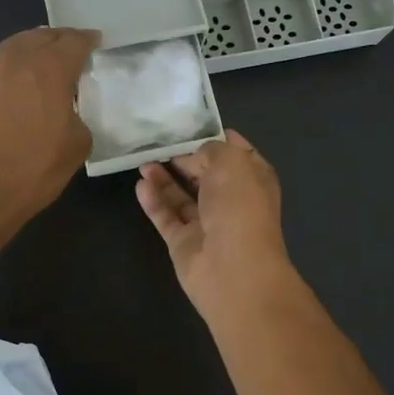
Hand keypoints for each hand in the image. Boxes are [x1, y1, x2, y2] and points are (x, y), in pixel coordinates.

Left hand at [0, 27, 99, 231]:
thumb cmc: (33, 168)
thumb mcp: (77, 146)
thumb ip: (78, 118)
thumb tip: (67, 115)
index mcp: (50, 69)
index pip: (74, 42)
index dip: (87, 40)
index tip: (95, 42)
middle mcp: (15, 61)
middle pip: (39, 36)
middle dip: (57, 39)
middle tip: (68, 49)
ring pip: (11, 50)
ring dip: (28, 52)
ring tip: (38, 67)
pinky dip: (6, 76)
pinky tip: (9, 94)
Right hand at [136, 130, 294, 319]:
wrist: (234, 270)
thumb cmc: (240, 208)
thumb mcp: (231, 162)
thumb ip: (211, 150)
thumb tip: (193, 157)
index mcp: (253, 179)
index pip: (236, 152)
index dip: (216, 137)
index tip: (190, 124)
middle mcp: (232, 200)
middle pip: (206, 173)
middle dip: (185, 157)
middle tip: (158, 141)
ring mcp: (207, 223)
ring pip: (182, 196)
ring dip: (164, 178)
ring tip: (142, 160)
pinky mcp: (184, 243)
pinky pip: (166, 216)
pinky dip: (154, 200)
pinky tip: (140, 184)